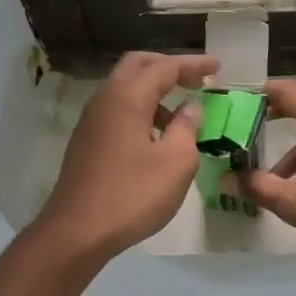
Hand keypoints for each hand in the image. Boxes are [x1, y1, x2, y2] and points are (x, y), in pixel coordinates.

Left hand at [36, 52, 217, 260]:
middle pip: (137, 66)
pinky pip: (117, 111)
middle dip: (168, 67)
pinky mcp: (87, 142)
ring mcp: (91, 121)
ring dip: (154, 92)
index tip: (218, 65)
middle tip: (196, 79)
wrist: (77, 231)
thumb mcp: (176, 163)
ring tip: (181, 117)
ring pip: (125, 89)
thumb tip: (190, 108)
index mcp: (127, 98)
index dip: (193, 64)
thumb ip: (187, 128)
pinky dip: (141, 111)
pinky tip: (156, 137)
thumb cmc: (132, 195)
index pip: (164, 67)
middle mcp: (105, 100)